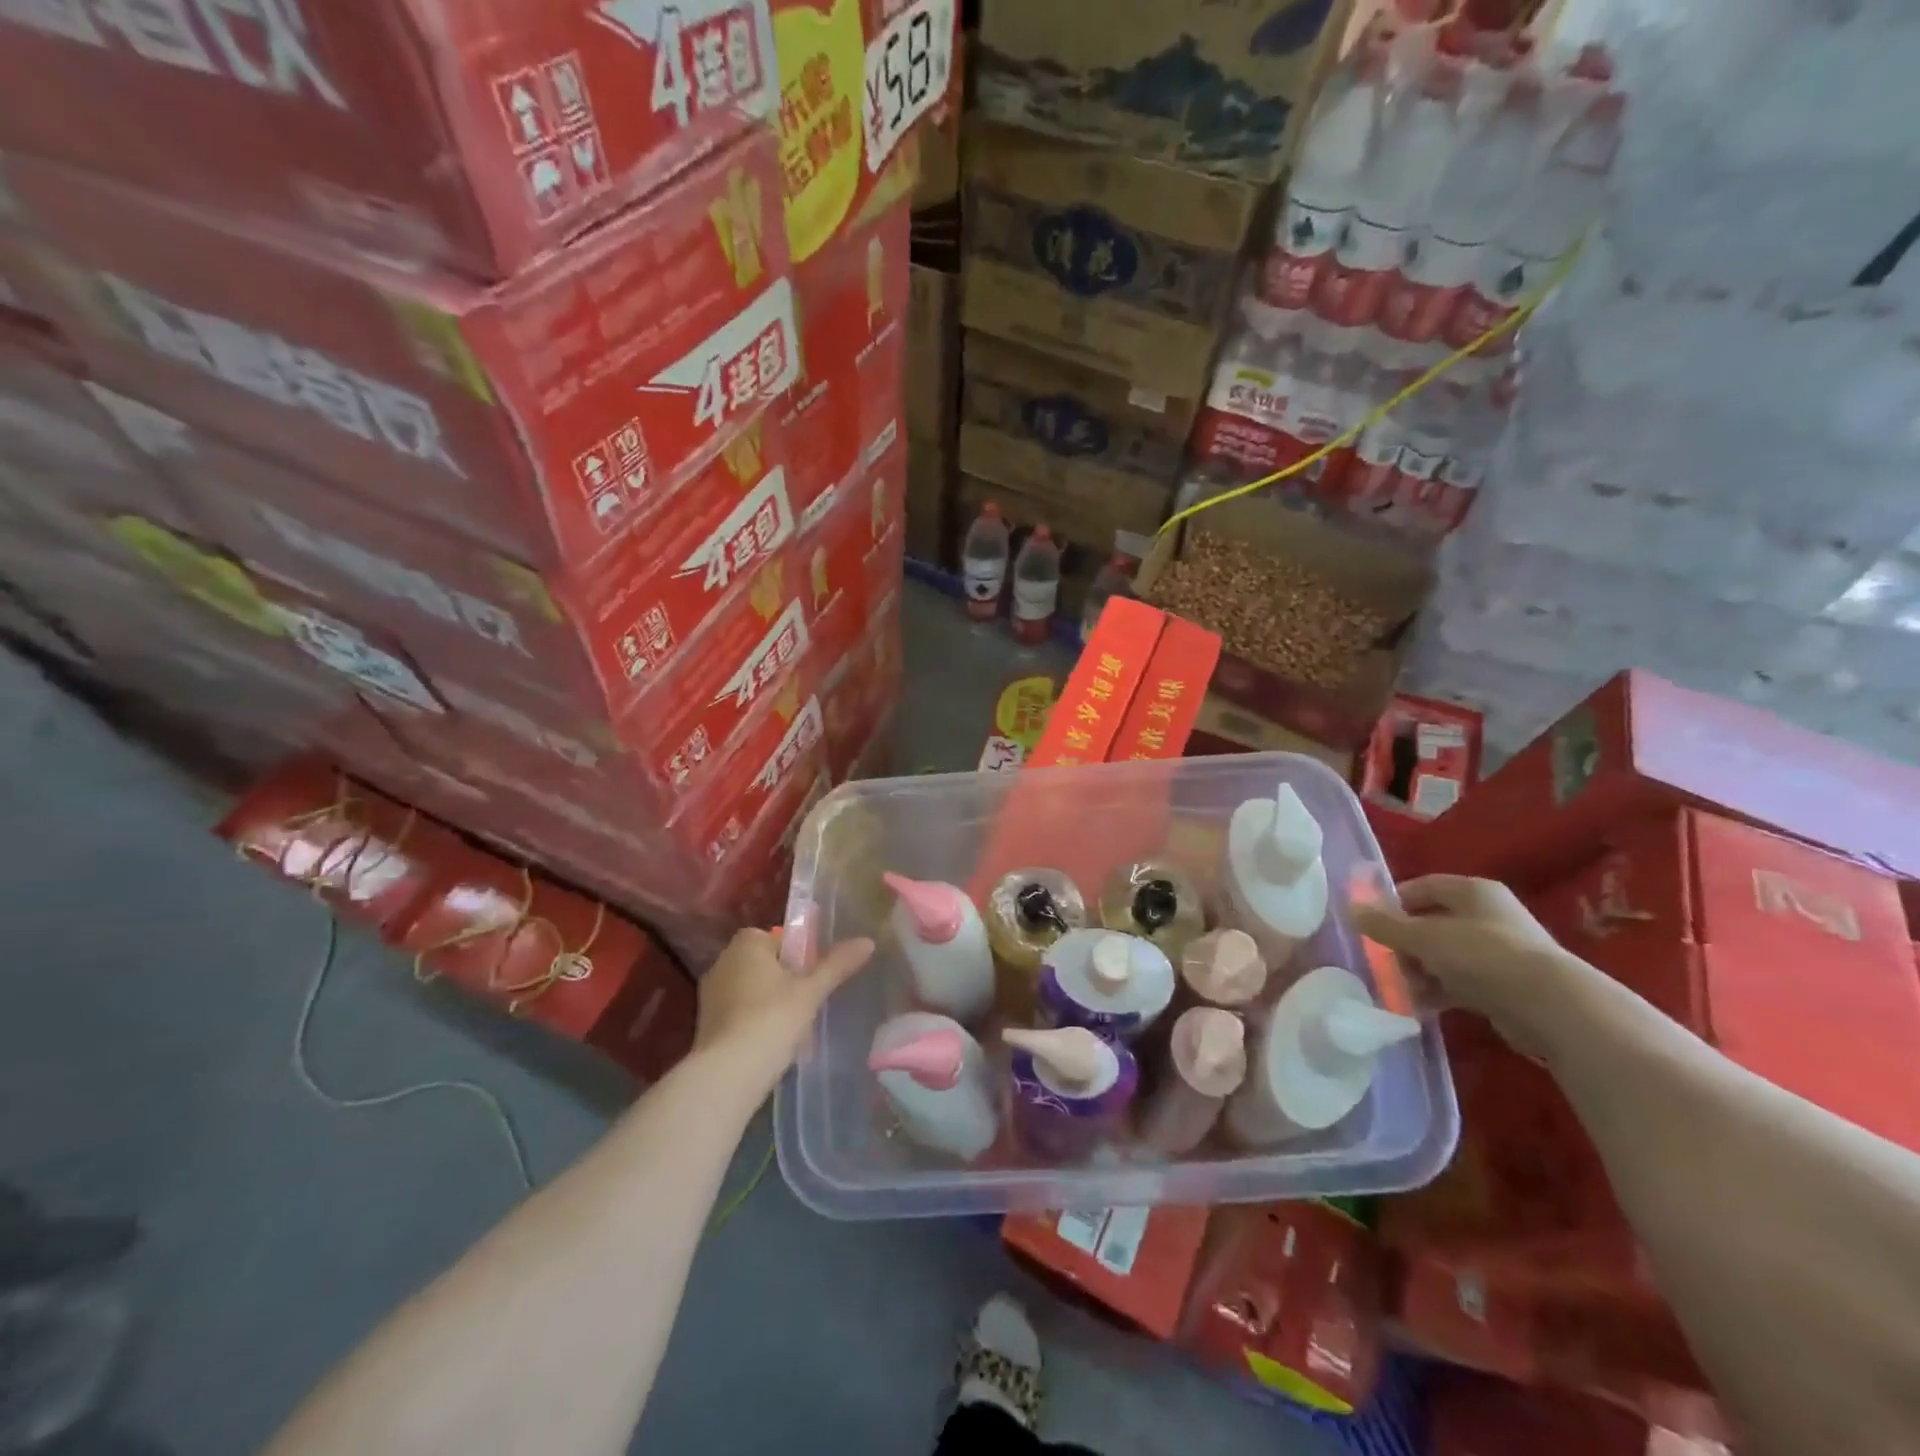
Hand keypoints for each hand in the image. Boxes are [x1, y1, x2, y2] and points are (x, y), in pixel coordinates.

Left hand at [694, 929, 874, 1095]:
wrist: (727, 1074)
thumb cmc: (772, 1019)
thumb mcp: (811, 991)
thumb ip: (837, 964)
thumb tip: (868, 941)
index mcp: (746, 944)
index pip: (780, 938)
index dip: (801, 956)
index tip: (814, 978)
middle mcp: (723, 961)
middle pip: (766, 963)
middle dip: (786, 979)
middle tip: (809, 1001)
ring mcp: (711, 993)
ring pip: (752, 988)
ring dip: (770, 1001)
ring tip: (794, 1025)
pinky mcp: (706, 1022)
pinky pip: (739, 1011)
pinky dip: (755, 1021)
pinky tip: (772, 1041)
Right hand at [1351, 875, 1590, 1053]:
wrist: (1552, 1007)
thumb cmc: (1482, 955)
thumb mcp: (1423, 937)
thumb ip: (1385, 925)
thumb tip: (1350, 909)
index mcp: (1473, 891)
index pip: (1423, 887)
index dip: (1393, 902)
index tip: (1370, 924)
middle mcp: (1489, 916)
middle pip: (1432, 923)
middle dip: (1404, 943)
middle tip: (1382, 961)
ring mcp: (1500, 952)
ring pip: (1444, 955)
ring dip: (1418, 970)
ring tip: (1398, 988)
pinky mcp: (1506, 986)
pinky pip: (1461, 982)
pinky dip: (1438, 991)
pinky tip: (1418, 1006)